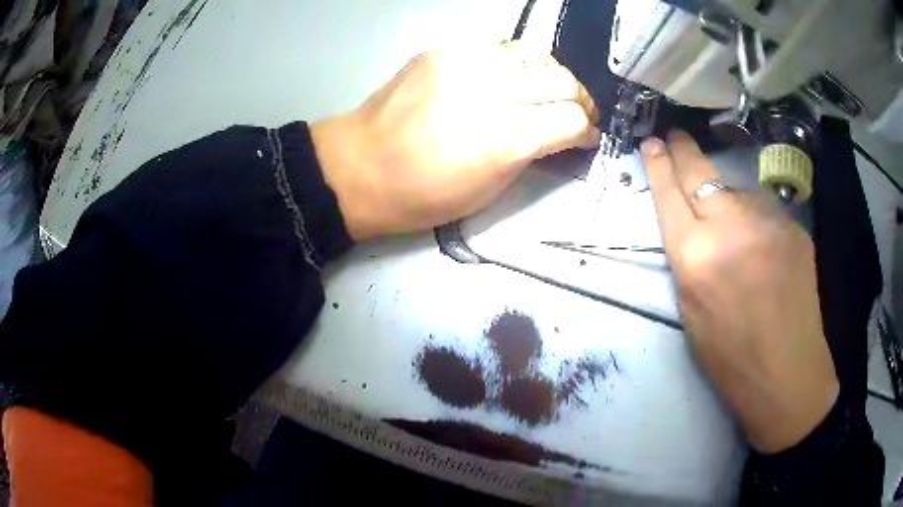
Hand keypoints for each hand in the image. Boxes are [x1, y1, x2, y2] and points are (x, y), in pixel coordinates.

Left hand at [311, 41, 599, 239]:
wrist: (359, 166)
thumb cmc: (423, 195)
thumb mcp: (489, 189)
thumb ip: (532, 153)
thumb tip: (560, 133)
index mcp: (504, 138)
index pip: (572, 119)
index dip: (587, 131)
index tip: (587, 137)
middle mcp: (491, 90)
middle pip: (562, 80)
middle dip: (580, 100)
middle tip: (577, 113)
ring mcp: (465, 62)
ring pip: (535, 55)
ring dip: (551, 76)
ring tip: (547, 93)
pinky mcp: (444, 49)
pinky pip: (498, 49)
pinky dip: (514, 65)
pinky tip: (507, 81)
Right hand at [641, 132, 838, 453]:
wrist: (787, 372)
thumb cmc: (729, 356)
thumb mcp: (691, 310)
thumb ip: (688, 258)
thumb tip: (692, 222)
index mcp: (695, 257)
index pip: (669, 193)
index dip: (658, 164)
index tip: (652, 142)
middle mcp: (730, 226)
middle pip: (700, 171)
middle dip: (684, 150)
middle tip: (676, 137)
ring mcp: (767, 221)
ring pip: (738, 191)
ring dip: (730, 199)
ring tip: (738, 233)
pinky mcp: (794, 226)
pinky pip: (765, 210)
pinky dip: (758, 220)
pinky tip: (765, 249)